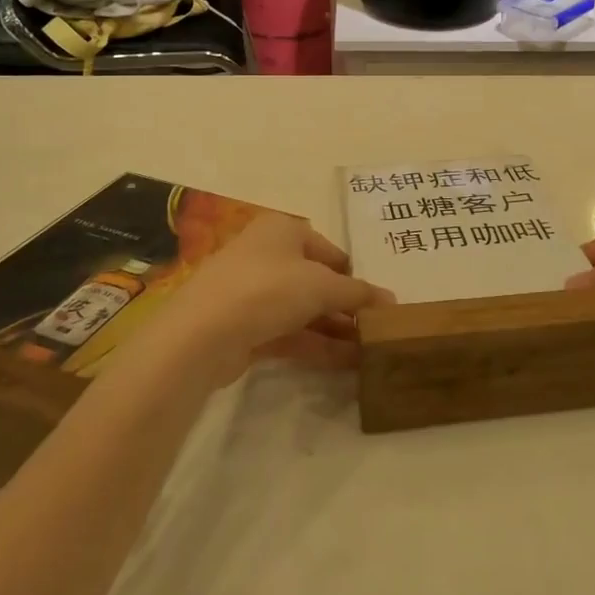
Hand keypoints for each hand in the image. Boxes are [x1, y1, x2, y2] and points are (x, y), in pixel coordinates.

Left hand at [151, 213, 393, 382]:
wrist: (202, 334)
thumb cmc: (268, 289)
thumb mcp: (322, 286)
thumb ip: (359, 293)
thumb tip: (392, 301)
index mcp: (283, 230)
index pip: (329, 250)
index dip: (354, 275)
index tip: (377, 302)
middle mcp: (266, 255)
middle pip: (316, 281)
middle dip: (346, 306)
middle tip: (376, 331)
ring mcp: (252, 293)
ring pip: (303, 310)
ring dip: (335, 329)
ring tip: (369, 352)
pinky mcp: (244, 328)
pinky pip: (289, 333)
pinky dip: (316, 345)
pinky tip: (345, 363)